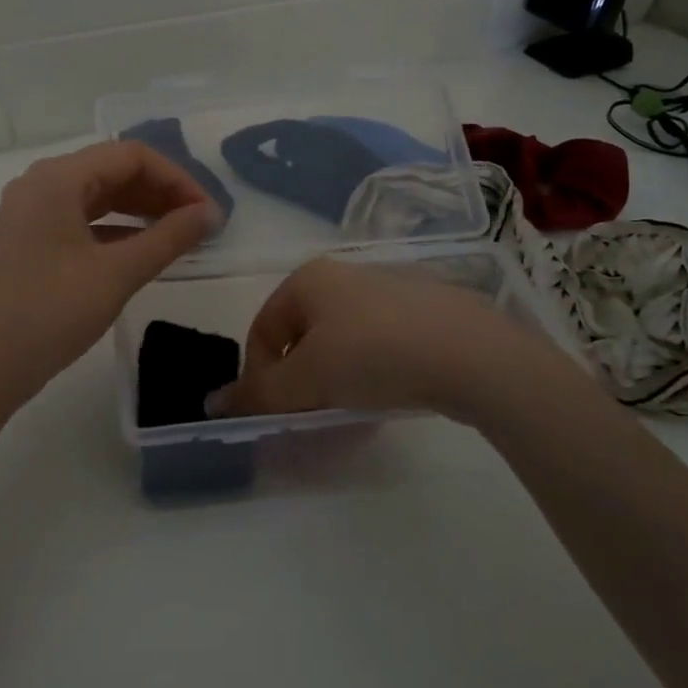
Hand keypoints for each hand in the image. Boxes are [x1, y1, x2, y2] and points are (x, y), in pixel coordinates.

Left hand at [0, 141, 220, 407]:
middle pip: (113, 171)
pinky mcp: (30, 241)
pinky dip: (117, 230)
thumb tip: (210, 214)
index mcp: (57, 178)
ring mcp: (32, 213)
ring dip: (141, 210)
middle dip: (160, 193)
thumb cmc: (50, 312)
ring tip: (179, 235)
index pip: (131, 156)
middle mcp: (41, 184)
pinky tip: (144, 251)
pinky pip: (82, 220)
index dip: (177, 178)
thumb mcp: (117, 273)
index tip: (208, 212)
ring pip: (98, 196)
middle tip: (199, 224)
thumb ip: (168, 238)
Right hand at [211, 258, 572, 424]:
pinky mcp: (426, 310)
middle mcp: (345, 273)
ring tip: (350, 411)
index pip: (263, 328)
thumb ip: (260, 393)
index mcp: (309, 278)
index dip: (259, 374)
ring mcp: (389, 289)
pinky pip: (380, 343)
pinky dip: (371, 371)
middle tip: (311, 415)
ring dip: (334, 379)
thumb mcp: (308, 378)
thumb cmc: (375, 355)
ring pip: (342, 340)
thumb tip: (213, 403)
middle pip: (303, 334)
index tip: (275, 412)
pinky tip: (387, 396)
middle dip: (300, 379)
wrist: (474, 354)